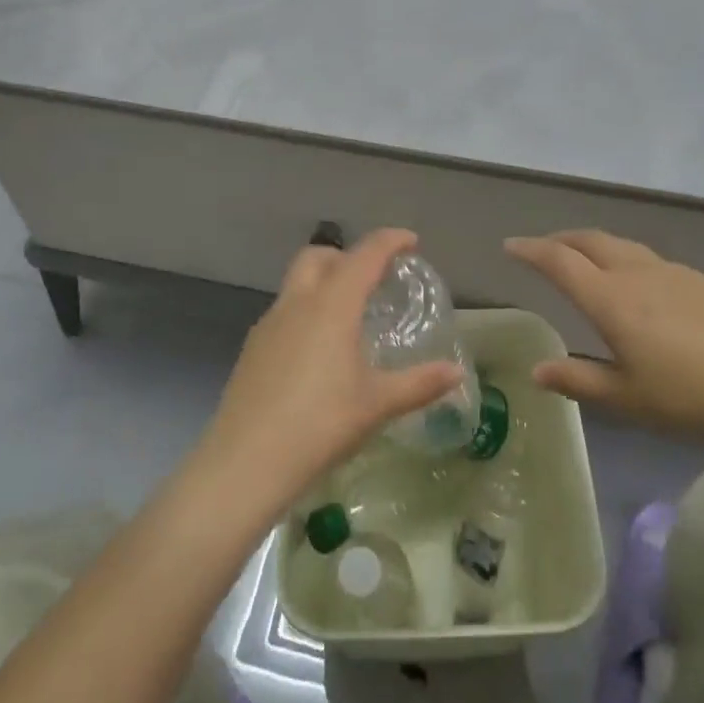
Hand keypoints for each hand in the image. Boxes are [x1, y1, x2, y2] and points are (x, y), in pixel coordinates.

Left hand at [200, 228, 464, 518]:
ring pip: (297, 282)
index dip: (390, 241)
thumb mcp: (377, 404)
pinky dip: (306, 311)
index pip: (365, 255)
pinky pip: (284, 311)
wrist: (246, 461)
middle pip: (320, 255)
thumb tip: (457, 373)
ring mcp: (270, 323)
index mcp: (333, 305)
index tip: (411, 242)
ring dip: (324, 282)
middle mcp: (298, 302)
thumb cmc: (321, 424)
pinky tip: (316, 352)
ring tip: (348, 317)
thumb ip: (419, 384)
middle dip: (348, 255)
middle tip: (372, 278)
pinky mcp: (252, 347)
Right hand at [506, 229, 703, 445]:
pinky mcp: (699, 279)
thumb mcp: (627, 399)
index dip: (531, 250)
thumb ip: (578, 381)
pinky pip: (648, 258)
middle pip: (589, 241)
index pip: (560, 262)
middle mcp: (635, 274)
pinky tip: (637, 284)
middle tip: (543, 248)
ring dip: (593, 245)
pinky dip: (625, 258)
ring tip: (584, 259)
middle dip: (560, 239)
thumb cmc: (691, 397)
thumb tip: (537, 371)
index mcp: (611, 300)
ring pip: (620, 245)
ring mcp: (671, 271)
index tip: (511, 246)